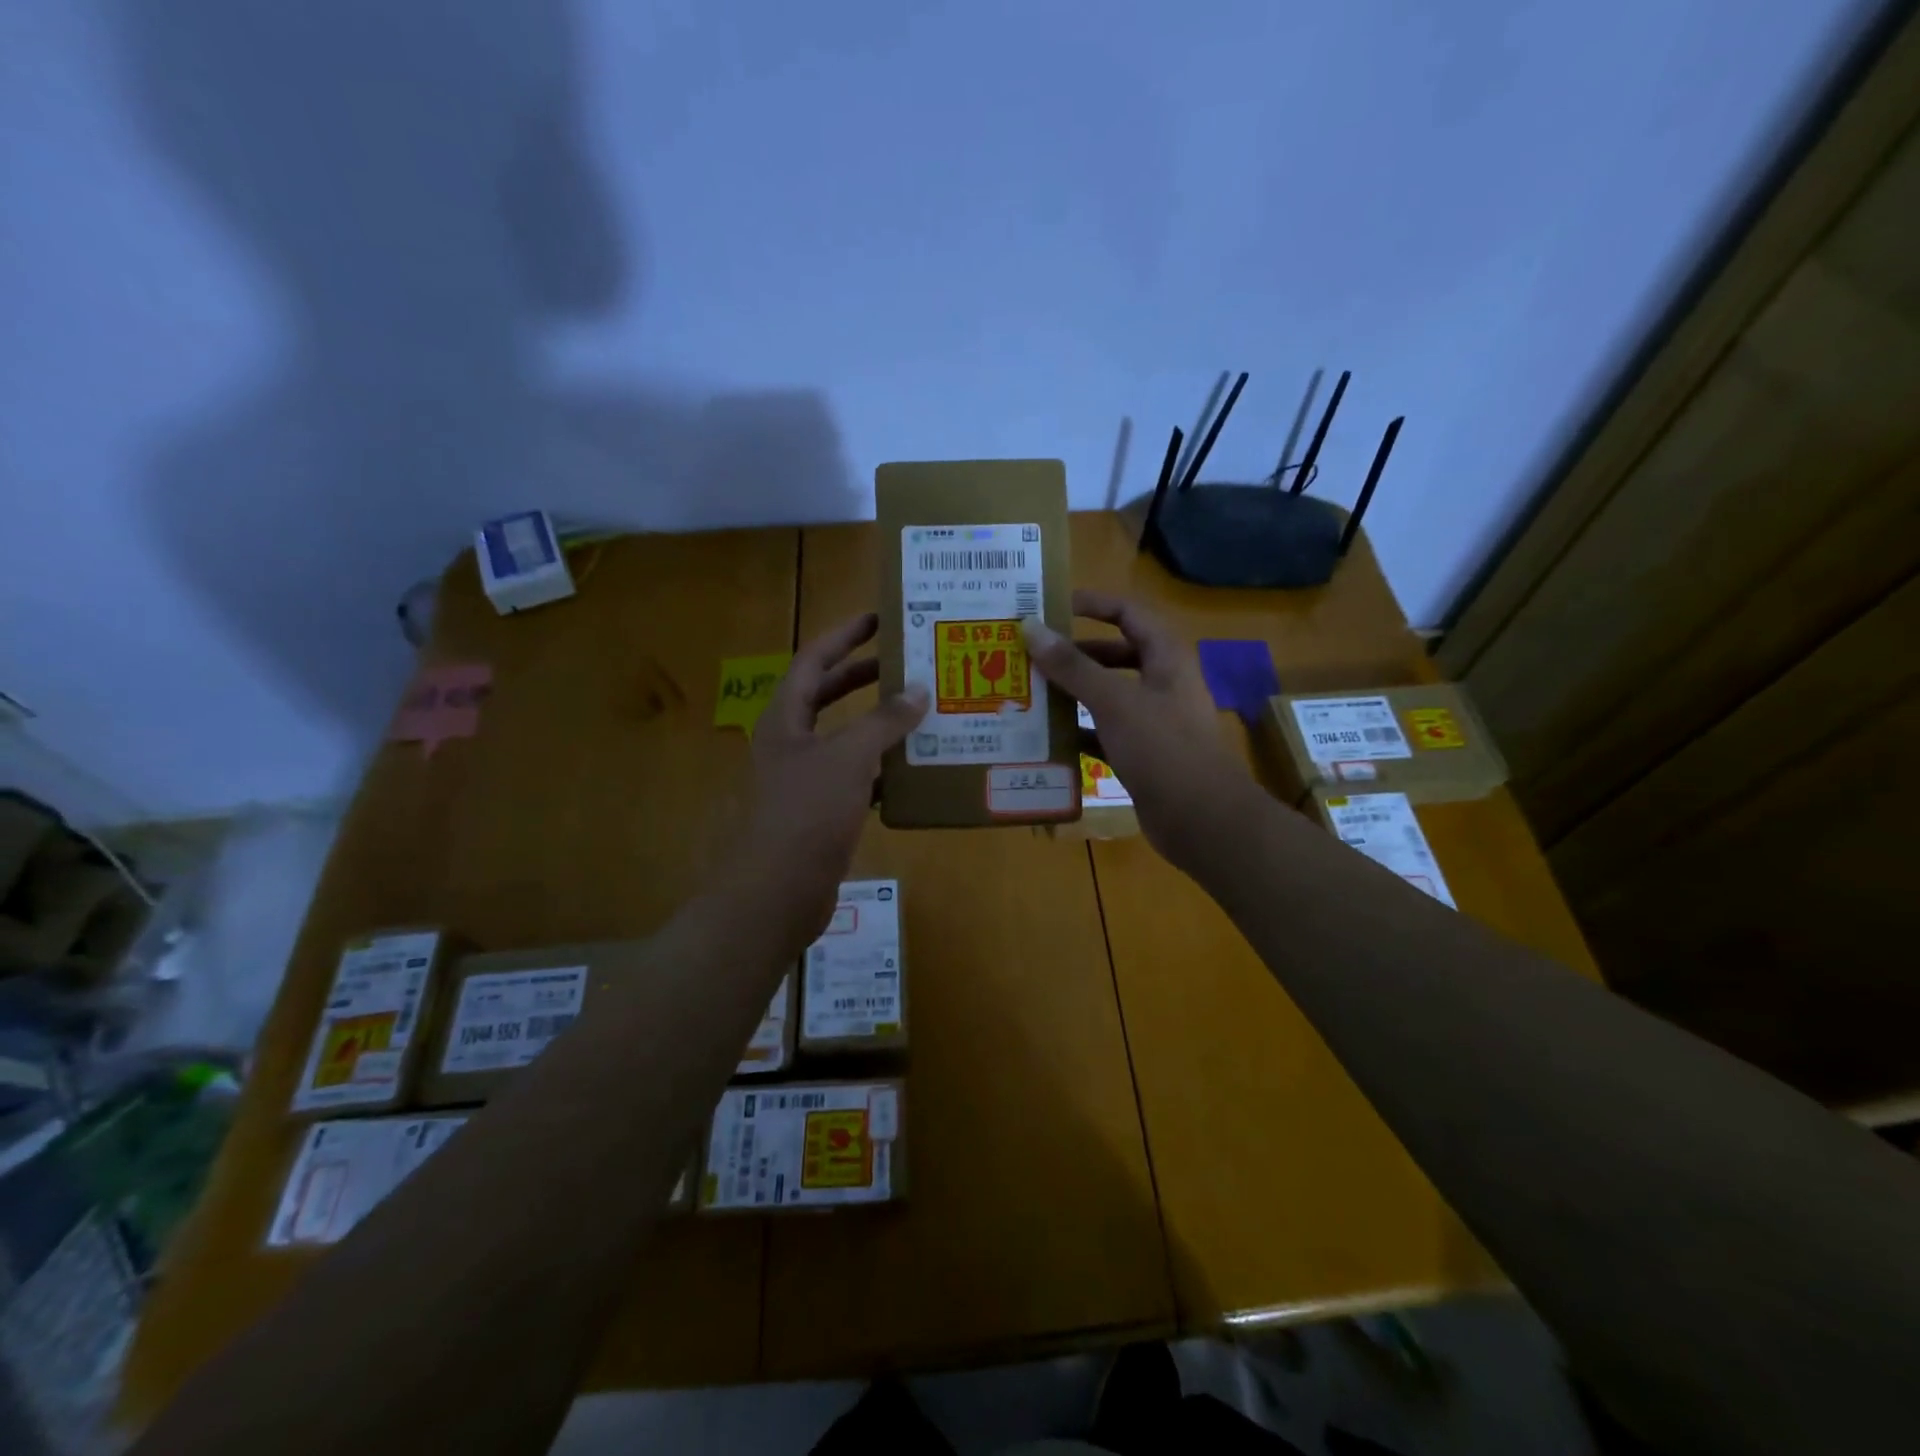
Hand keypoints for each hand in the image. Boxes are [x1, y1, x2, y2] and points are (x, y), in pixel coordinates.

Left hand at [726, 612, 927, 950]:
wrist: (777, 892)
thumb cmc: (807, 813)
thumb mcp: (849, 758)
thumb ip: (884, 722)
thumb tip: (918, 689)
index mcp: (785, 719)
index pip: (812, 661)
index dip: (843, 636)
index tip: (877, 619)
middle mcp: (790, 743)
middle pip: (826, 696)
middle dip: (861, 676)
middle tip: (904, 663)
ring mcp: (803, 779)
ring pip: (843, 738)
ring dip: (877, 724)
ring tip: (918, 711)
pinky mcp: (819, 812)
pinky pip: (854, 778)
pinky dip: (880, 770)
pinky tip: (911, 771)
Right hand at [1021, 590, 1253, 870]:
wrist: (1201, 819)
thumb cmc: (1162, 748)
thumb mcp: (1114, 701)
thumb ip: (1072, 666)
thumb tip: (1031, 627)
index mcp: (1166, 658)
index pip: (1129, 613)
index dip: (1094, 604)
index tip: (1053, 605)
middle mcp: (1161, 684)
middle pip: (1114, 655)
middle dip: (1074, 654)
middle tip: (1031, 654)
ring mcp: (1153, 722)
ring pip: (1107, 696)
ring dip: (1072, 694)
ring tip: (1029, 692)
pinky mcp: (1143, 755)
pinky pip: (1104, 733)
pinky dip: (1078, 732)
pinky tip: (1045, 736)